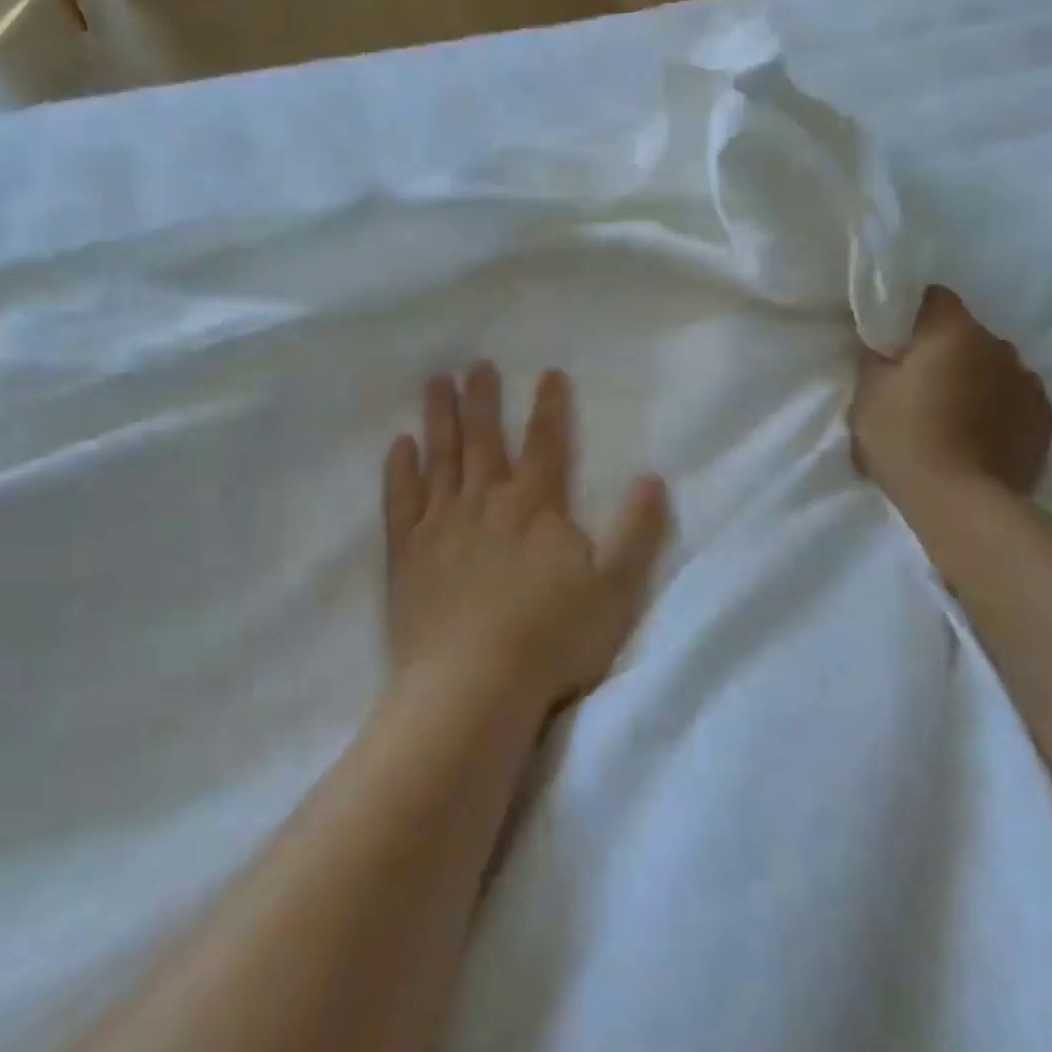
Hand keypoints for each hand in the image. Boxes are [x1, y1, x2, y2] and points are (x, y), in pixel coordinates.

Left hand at [383, 364, 671, 721]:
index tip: (548, 373)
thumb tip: (652, 478)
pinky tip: (398, 446)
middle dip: (483, 399)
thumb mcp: (615, 588)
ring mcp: (441, 525)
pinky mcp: (408, 554)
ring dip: (439, 418)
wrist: (473, 687)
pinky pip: (401, 500)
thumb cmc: (551, 639)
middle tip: (476, 364)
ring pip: (441, 458)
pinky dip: (399, 470)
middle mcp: (486, 502)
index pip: (547, 442)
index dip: (550, 406)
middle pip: (485, 439)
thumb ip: (637, 531)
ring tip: (436, 383)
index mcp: (536, 506)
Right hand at [851, 286, 1051, 517]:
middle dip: (944, 352)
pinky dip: (997, 410)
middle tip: (917, 384)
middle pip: (966, 335)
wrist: (960, 503)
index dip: (912, 314)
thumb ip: (877, 360)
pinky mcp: (1045, 421)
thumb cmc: (905, 439)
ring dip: (974, 381)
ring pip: (993, 368)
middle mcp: (1000, 346)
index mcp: (955, 331)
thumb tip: (887, 349)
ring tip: (951, 416)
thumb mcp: (868, 394)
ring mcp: (1029, 384)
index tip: (895, 340)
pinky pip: (1014, 401)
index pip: (934, 298)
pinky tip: (977, 437)